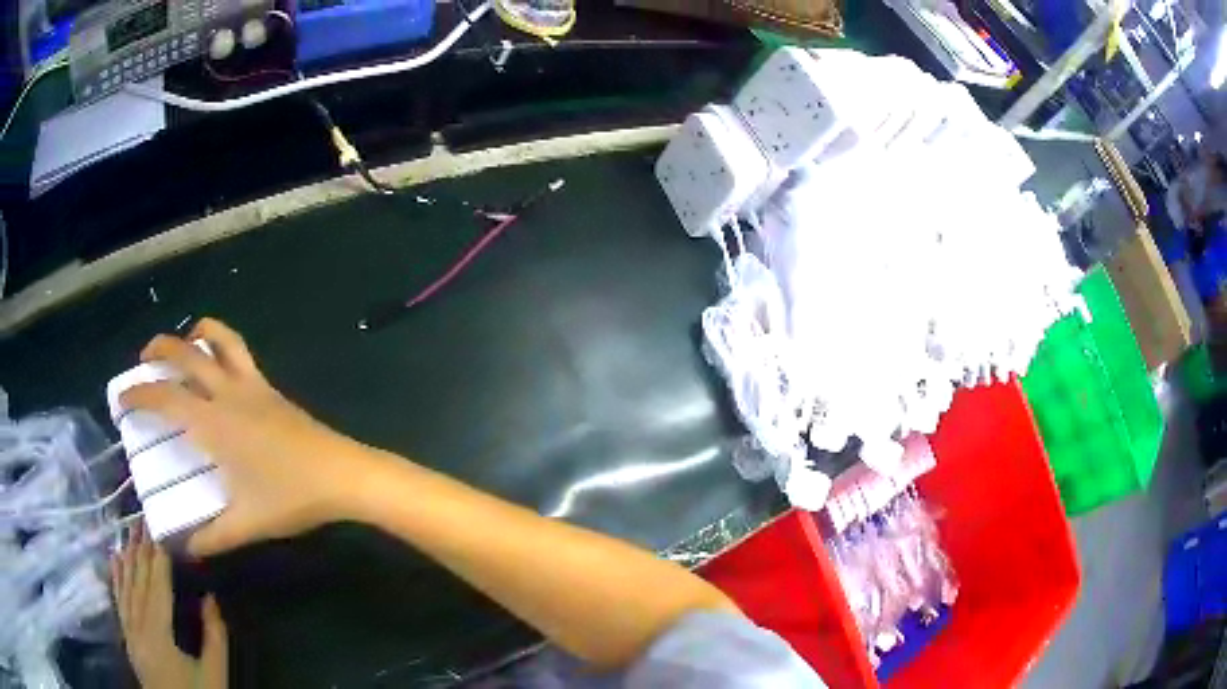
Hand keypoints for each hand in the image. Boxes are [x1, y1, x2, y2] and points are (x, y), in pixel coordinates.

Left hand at [112, 522, 227, 688]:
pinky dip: (115, 578)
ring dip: (127, 558)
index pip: (156, 586)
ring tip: (128, 532)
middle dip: (140, 550)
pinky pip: (118, 600)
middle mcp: (137, 625)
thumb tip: (210, 598)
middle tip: (142, 519)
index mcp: (158, 633)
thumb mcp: (214, 674)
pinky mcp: (127, 636)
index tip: (159, 529)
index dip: (158, 558)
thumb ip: (214, 637)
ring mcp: (129, 630)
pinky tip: (114, 560)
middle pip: (138, 581)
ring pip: (125, 586)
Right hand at [120, 318, 375, 555]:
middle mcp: (228, 393)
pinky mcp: (270, 386)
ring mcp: (252, 384)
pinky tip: (217, 370)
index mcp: (213, 424)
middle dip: (158, 350)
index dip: (138, 395)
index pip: (165, 398)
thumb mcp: (245, 525)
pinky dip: (219, 346)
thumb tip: (184, 550)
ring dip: (193, 335)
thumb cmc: (291, 498)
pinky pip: (239, 352)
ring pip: (218, 338)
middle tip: (142, 363)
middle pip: (185, 353)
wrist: (342, 475)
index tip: (121, 401)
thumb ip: (210, 539)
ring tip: (180, 348)